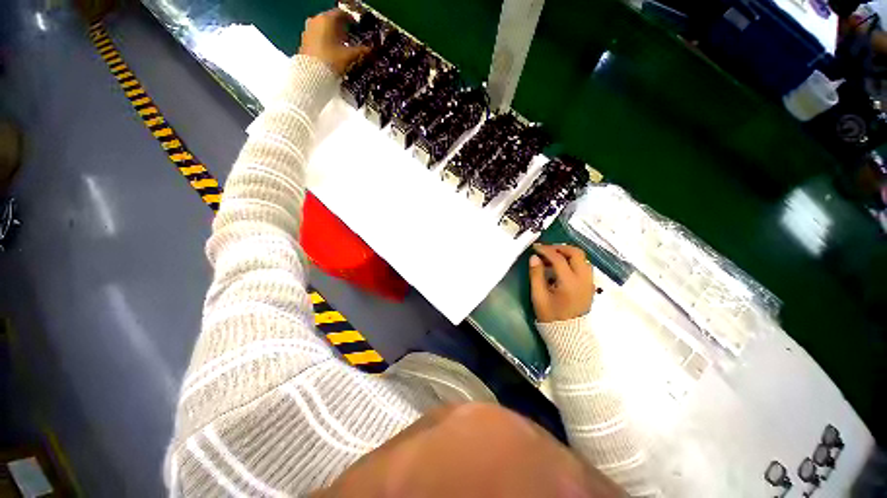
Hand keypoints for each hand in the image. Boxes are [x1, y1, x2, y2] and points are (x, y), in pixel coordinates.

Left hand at [299, 9, 370, 74]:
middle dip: (341, 28)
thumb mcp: (348, 56)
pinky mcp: (304, 40)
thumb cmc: (331, 60)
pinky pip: (317, 35)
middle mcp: (316, 20)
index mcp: (327, 19)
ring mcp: (308, 29)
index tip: (356, 26)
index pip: (340, 13)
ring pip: (323, 27)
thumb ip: (360, 51)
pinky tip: (331, 50)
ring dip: (332, 34)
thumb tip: (370, 50)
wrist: (311, 74)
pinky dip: (325, 39)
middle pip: (331, 20)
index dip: (350, 19)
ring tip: (341, 45)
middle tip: (349, 37)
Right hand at [529, 243, 594, 322]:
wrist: (569, 334)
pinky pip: (584, 266)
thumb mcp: (539, 296)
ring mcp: (589, 282)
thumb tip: (534, 257)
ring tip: (552, 257)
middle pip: (576, 253)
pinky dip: (573, 261)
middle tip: (546, 250)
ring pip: (582, 259)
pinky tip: (561, 267)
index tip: (535, 248)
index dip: (546, 250)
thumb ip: (536, 275)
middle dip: (560, 248)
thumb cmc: (551, 315)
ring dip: (568, 254)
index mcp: (570, 282)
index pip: (559, 259)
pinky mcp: (590, 285)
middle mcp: (583, 279)